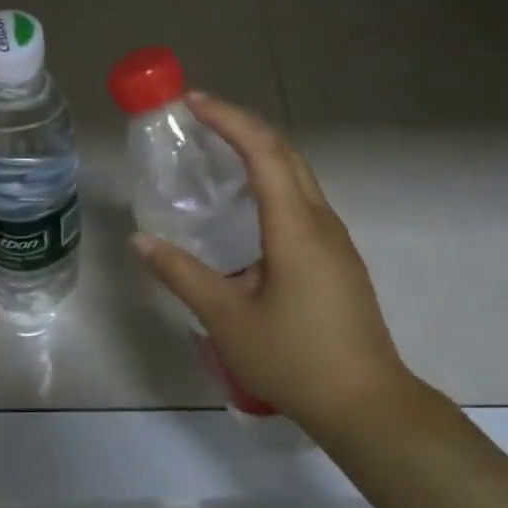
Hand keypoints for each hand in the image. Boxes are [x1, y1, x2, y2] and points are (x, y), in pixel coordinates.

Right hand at [130, 92, 425, 437]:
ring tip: (218, 151)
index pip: (263, 153)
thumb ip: (182, 274)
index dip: (228, 120)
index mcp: (295, 228)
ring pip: (298, 175)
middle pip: (286, 153)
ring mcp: (335, 241)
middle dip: (244, 125)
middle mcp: (320, 222)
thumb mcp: (226, 319)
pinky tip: (247, 206)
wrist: (366, 405)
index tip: (193, 102)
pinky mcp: (337, 259)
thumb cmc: (294, 360)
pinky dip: (272, 180)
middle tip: (201, 118)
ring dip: (260, 151)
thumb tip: (141, 240)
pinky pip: (302, 200)